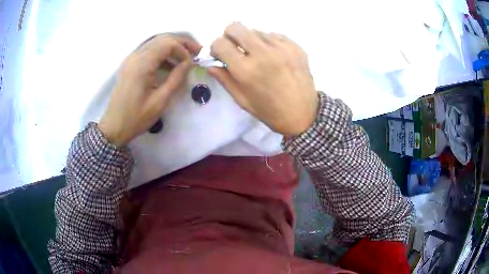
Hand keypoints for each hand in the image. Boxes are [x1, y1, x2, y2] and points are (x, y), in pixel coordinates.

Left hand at [98, 34, 201, 145]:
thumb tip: (189, 62)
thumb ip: (176, 78)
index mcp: (142, 64)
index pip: (167, 44)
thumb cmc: (137, 117)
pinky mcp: (130, 65)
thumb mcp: (160, 101)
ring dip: (172, 47)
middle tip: (197, 51)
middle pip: (162, 39)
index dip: (183, 50)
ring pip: (155, 43)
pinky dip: (162, 54)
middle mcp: (135, 56)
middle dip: (181, 43)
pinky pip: (149, 51)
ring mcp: (131, 59)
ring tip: (186, 57)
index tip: (192, 63)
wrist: (114, 127)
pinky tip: (170, 65)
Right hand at [209, 22, 318, 135]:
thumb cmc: (269, 111)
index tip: (220, 55)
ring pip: (255, 30)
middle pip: (236, 27)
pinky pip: (273, 35)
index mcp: (246, 70)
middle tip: (236, 49)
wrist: (303, 114)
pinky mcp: (295, 46)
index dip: (216, 47)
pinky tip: (274, 57)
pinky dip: (269, 43)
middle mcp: (263, 53)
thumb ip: (224, 78)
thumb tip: (211, 63)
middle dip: (230, 36)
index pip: (220, 43)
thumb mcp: (242, 100)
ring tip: (259, 57)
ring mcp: (282, 47)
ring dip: (251, 41)